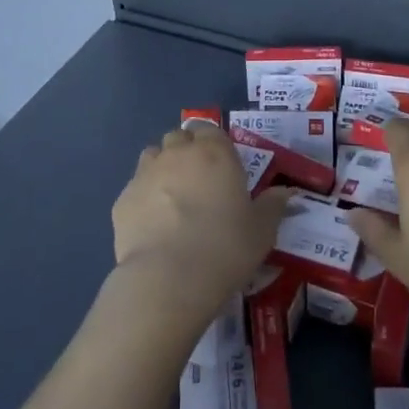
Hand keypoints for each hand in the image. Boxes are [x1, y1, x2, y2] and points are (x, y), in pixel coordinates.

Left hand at [111, 123, 291, 326]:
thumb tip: (286, 193)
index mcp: (214, 152)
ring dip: (162, 169)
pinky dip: (143, 200)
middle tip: (198, 184)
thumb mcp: (262, 231)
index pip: (211, 129)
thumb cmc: (225, 248)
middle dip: (186, 152)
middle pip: (179, 138)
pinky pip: (134, 189)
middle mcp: (178, 153)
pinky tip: (152, 226)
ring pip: (153, 156)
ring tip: (172, 200)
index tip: (221, 168)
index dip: (214, 145)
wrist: (169, 279)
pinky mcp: (122, 200)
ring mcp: (146, 174)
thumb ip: (273, 206)